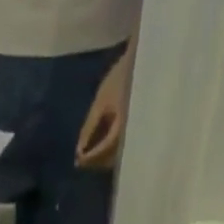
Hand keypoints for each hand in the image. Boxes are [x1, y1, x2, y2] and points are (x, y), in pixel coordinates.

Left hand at [75, 52, 131, 169]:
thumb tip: (78, 151)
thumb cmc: (122, 77)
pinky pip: (125, 149)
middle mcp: (131, 137)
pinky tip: (105, 144)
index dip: (88, 159)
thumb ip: (89, 128)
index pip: (102, 153)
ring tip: (92, 152)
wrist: (146, 62)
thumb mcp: (102, 101)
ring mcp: (137, 135)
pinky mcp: (140, 131)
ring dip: (104, 158)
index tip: (77, 160)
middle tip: (82, 159)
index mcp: (121, 129)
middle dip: (95, 161)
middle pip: (110, 160)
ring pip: (118, 157)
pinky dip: (113, 150)